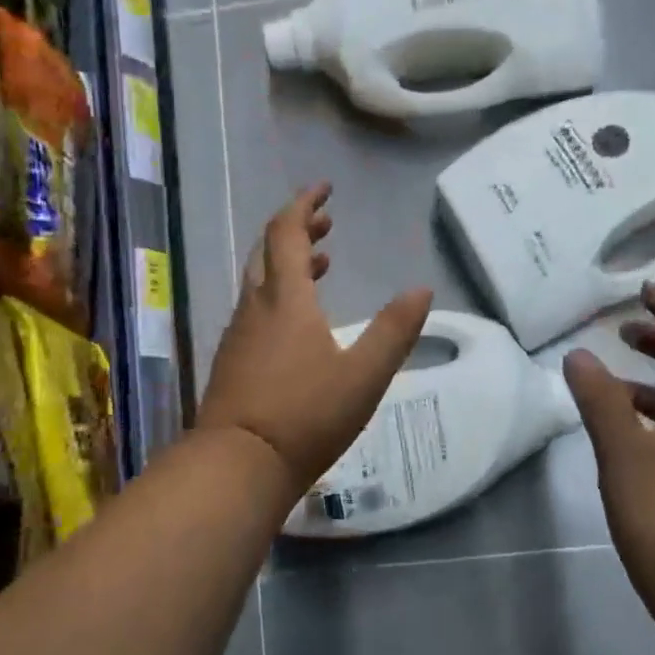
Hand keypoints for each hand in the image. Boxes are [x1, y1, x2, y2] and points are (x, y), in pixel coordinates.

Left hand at [199, 184, 431, 496]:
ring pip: (260, 284)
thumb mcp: (365, 374)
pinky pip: (255, 311)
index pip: (286, 232)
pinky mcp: (232, 363)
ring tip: (320, 265)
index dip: (304, 205)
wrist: (239, 464)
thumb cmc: (306, 415)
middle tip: (325, 224)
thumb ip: (395, 330)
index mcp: (286, 300)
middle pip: (268, 252)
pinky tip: (297, 324)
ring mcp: (238, 336)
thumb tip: (422, 289)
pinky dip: (278, 298)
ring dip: (287, 266)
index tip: (325, 189)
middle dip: (296, 230)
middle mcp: (255, 308)